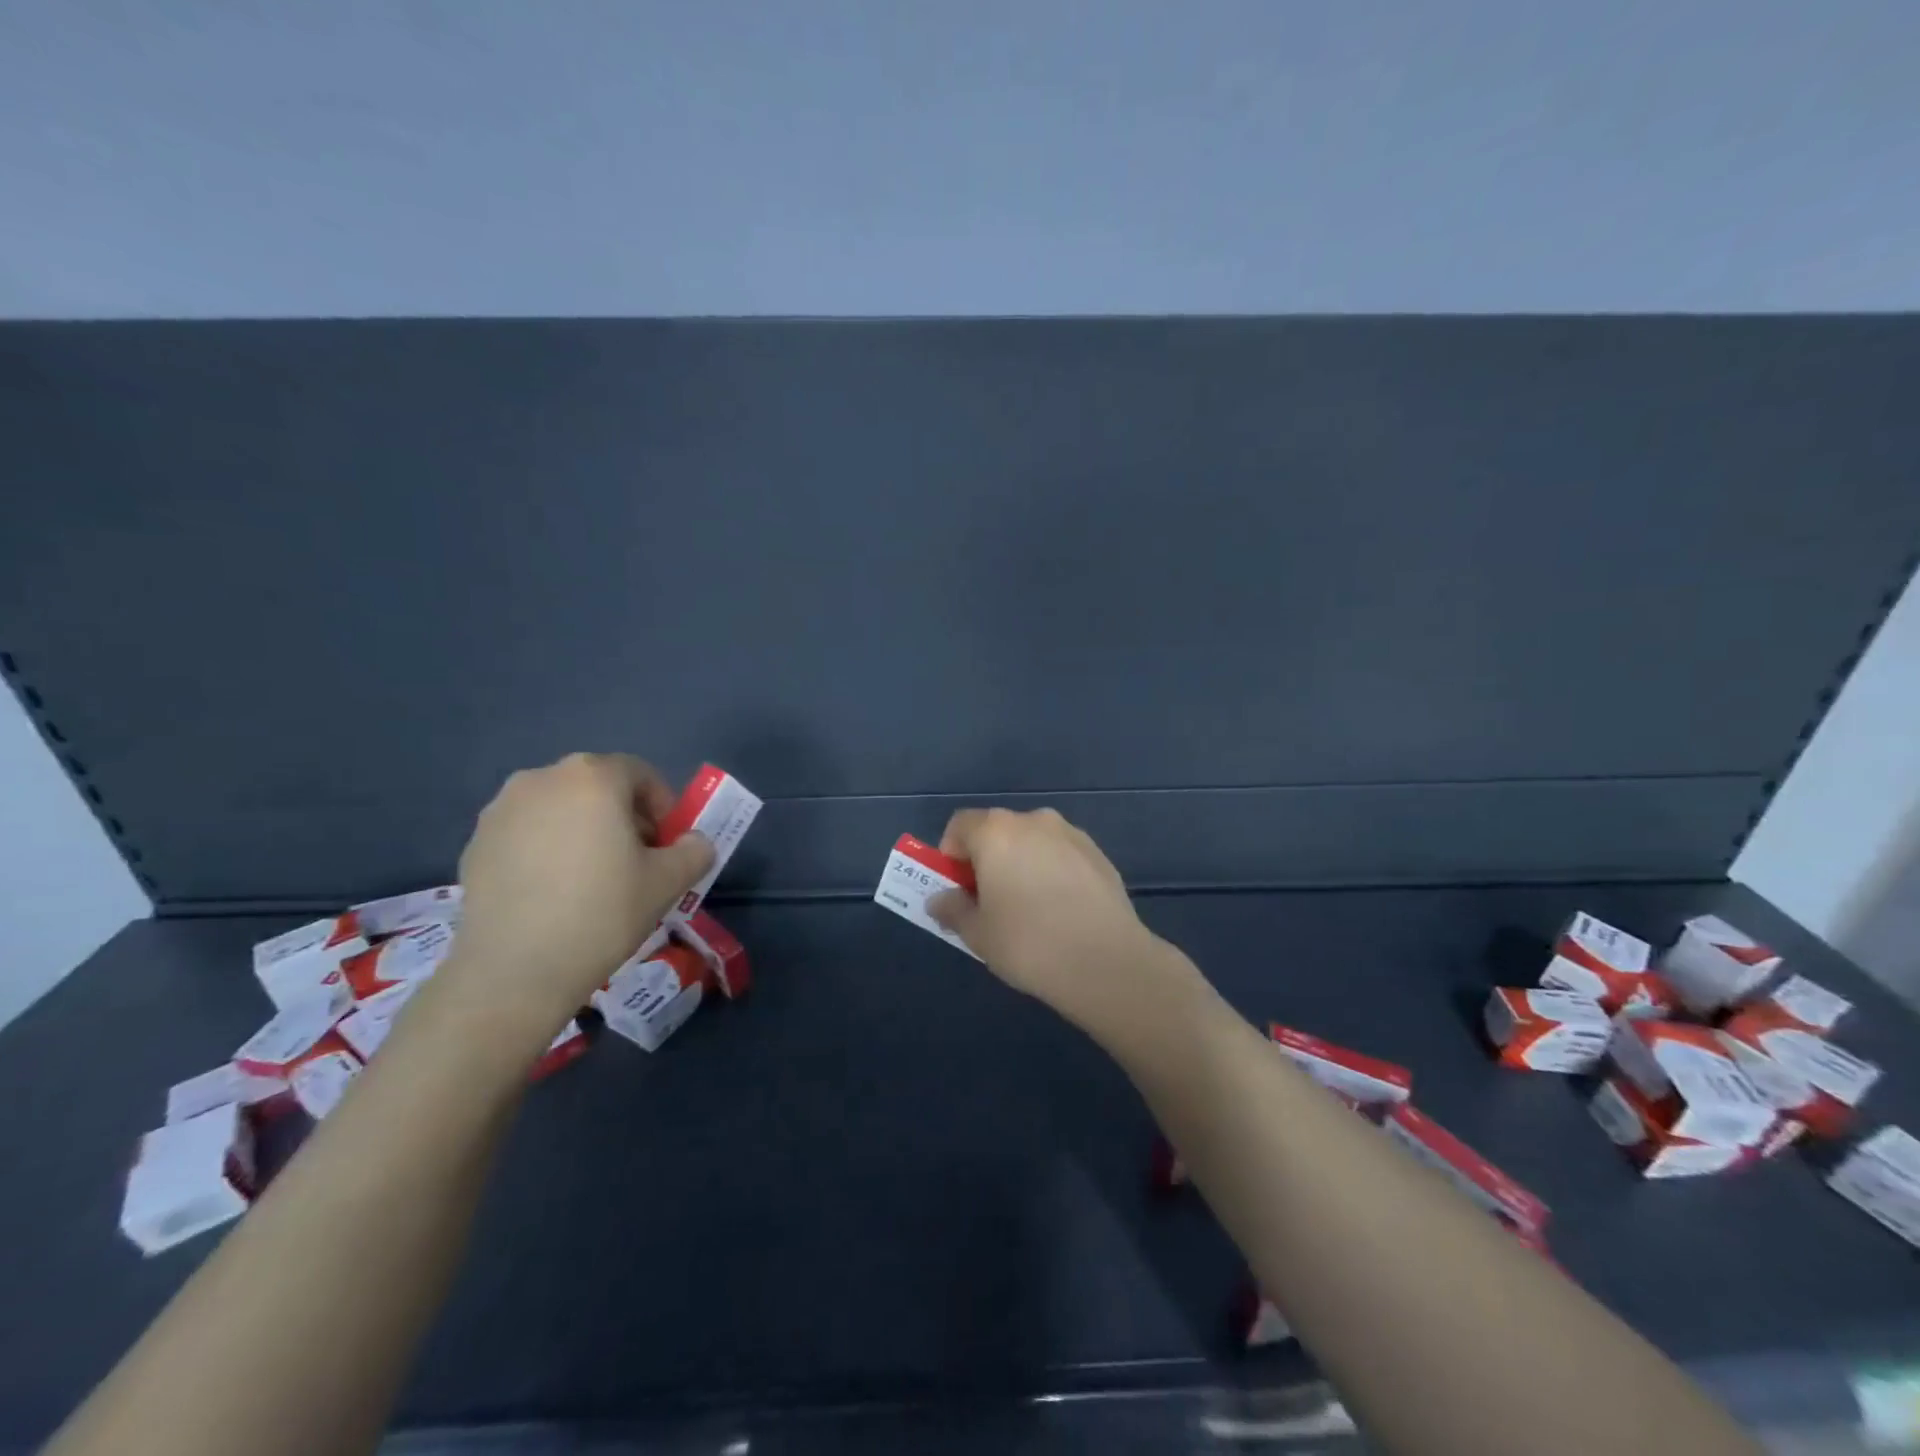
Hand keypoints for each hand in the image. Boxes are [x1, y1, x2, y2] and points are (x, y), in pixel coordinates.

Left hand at [439, 754, 714, 1042]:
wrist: (515, 970)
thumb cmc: (602, 912)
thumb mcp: (669, 882)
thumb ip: (694, 850)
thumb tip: (693, 842)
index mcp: (593, 778)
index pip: (640, 774)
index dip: (662, 806)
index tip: (667, 843)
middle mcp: (542, 779)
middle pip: (597, 786)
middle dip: (622, 815)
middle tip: (634, 859)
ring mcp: (501, 810)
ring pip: (559, 808)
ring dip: (582, 829)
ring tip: (590, 876)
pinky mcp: (474, 843)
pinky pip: (526, 833)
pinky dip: (546, 848)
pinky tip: (552, 892)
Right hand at [927, 808, 1187, 1035]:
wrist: (1106, 962)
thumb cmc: (1028, 943)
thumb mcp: (978, 933)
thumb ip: (953, 909)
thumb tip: (941, 899)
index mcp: (996, 832)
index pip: (960, 825)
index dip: (951, 855)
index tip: (957, 890)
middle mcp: (1033, 821)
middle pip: (997, 831)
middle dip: (987, 860)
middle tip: (989, 903)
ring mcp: (1071, 834)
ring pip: (1032, 842)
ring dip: (1021, 864)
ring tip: (1029, 909)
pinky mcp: (1099, 854)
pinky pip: (1061, 856)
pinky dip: (1052, 872)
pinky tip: (1061, 911)